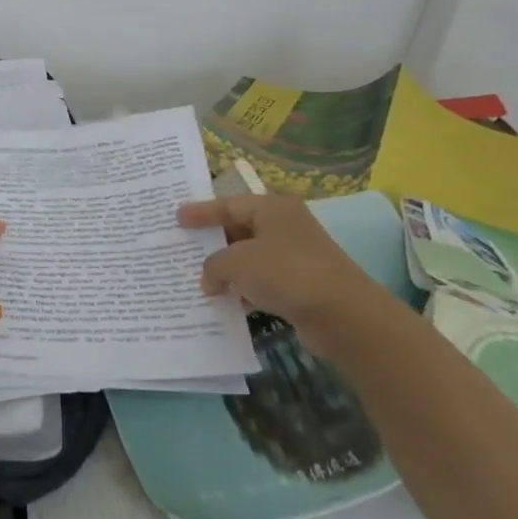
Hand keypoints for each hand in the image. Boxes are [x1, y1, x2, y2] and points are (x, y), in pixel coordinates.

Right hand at [176, 192, 384, 339]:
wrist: (341, 314)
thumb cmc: (285, 272)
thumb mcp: (235, 262)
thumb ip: (212, 265)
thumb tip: (210, 279)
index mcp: (272, 208)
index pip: (228, 204)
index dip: (200, 212)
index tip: (176, 217)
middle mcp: (284, 227)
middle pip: (239, 229)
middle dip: (211, 241)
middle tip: (182, 246)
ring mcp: (294, 257)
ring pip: (249, 258)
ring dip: (225, 270)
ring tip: (195, 278)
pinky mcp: (299, 285)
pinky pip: (260, 283)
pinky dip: (242, 290)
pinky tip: (224, 302)